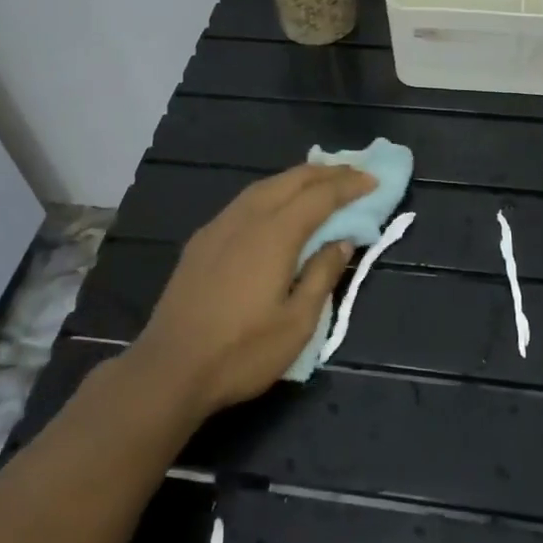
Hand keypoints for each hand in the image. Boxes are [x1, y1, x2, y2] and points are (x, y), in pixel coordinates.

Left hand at [125, 161, 376, 422]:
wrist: (169, 370)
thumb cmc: (241, 352)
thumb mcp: (297, 323)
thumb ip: (322, 275)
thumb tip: (342, 241)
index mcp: (274, 234)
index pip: (319, 196)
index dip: (349, 185)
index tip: (374, 180)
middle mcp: (246, 219)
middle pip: (290, 181)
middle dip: (325, 173)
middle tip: (354, 174)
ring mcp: (219, 227)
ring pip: (264, 186)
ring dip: (296, 179)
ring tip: (320, 181)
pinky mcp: (201, 241)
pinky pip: (244, 201)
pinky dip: (271, 192)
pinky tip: (276, 206)